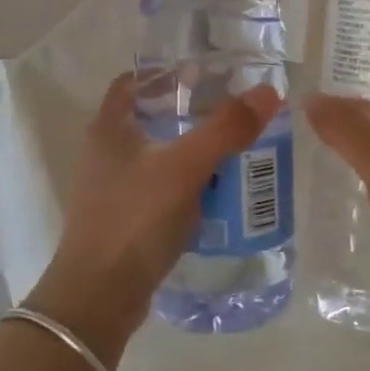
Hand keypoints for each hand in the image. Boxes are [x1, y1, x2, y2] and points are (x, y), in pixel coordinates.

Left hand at [25, 75, 281, 361]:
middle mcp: (105, 151)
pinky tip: (215, 193)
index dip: (167, 72)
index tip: (206, 74)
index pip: (134, 81)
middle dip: (189, 113)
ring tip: (232, 149)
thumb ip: (226, 129)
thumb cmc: (135, 219)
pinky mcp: (124, 218)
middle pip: (150, 117)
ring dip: (190, 150)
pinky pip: (160, 188)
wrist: (99, 297)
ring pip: (157, 155)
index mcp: (109, 127)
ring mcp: (111, 188)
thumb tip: (270, 92)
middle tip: (231, 112)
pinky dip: (186, 184)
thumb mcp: (185, 169)